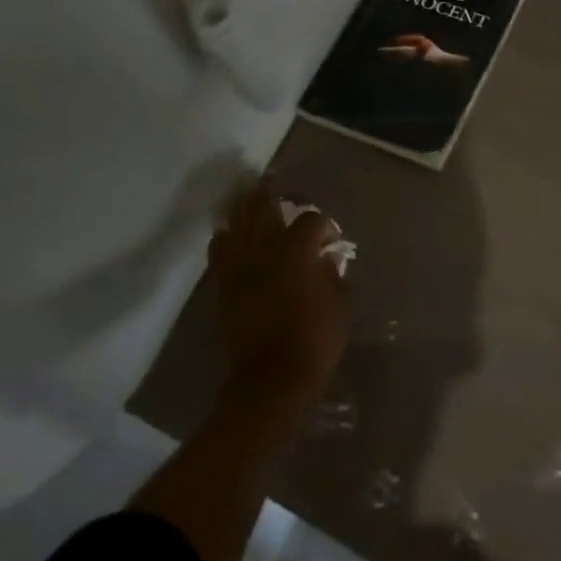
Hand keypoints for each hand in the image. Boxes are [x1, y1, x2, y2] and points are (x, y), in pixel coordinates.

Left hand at [211, 180, 351, 410]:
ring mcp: (239, 262)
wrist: (272, 377)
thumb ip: (335, 273)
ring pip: (236, 220)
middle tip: (274, 182)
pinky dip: (226, 237)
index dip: (324, 224)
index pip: (311, 219)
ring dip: (244, 208)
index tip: (330, 237)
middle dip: (270, 192)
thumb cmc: (315, 340)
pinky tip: (232, 235)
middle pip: (263, 204)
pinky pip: (218, 247)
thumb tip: (327, 259)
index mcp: (298, 248)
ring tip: (250, 201)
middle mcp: (265, 245)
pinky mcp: (222, 281)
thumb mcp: (342, 304)